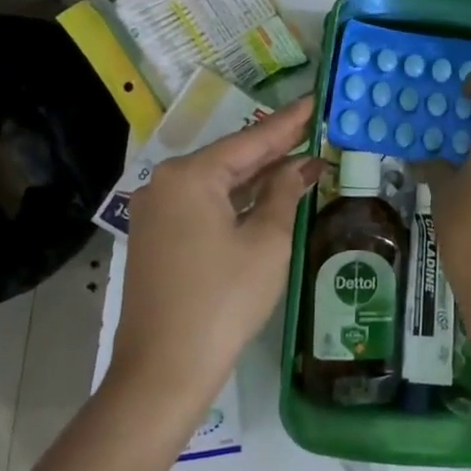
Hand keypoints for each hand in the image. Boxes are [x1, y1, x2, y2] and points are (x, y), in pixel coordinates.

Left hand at [113, 97, 322, 404]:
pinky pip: (204, 205)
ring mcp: (157, 212)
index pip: (251, 140)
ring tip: (301, 159)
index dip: (288, 123)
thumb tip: (299, 166)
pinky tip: (267, 195)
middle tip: (313, 129)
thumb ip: (284, 193)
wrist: (164, 370)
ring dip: (258, 176)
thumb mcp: (267, 242)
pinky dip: (237, 200)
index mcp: (190, 176)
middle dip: (274, 148)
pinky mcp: (157, 237)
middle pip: (231, 158)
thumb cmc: (223, 300)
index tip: (313, 100)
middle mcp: (166, 184)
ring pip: (217, 183)